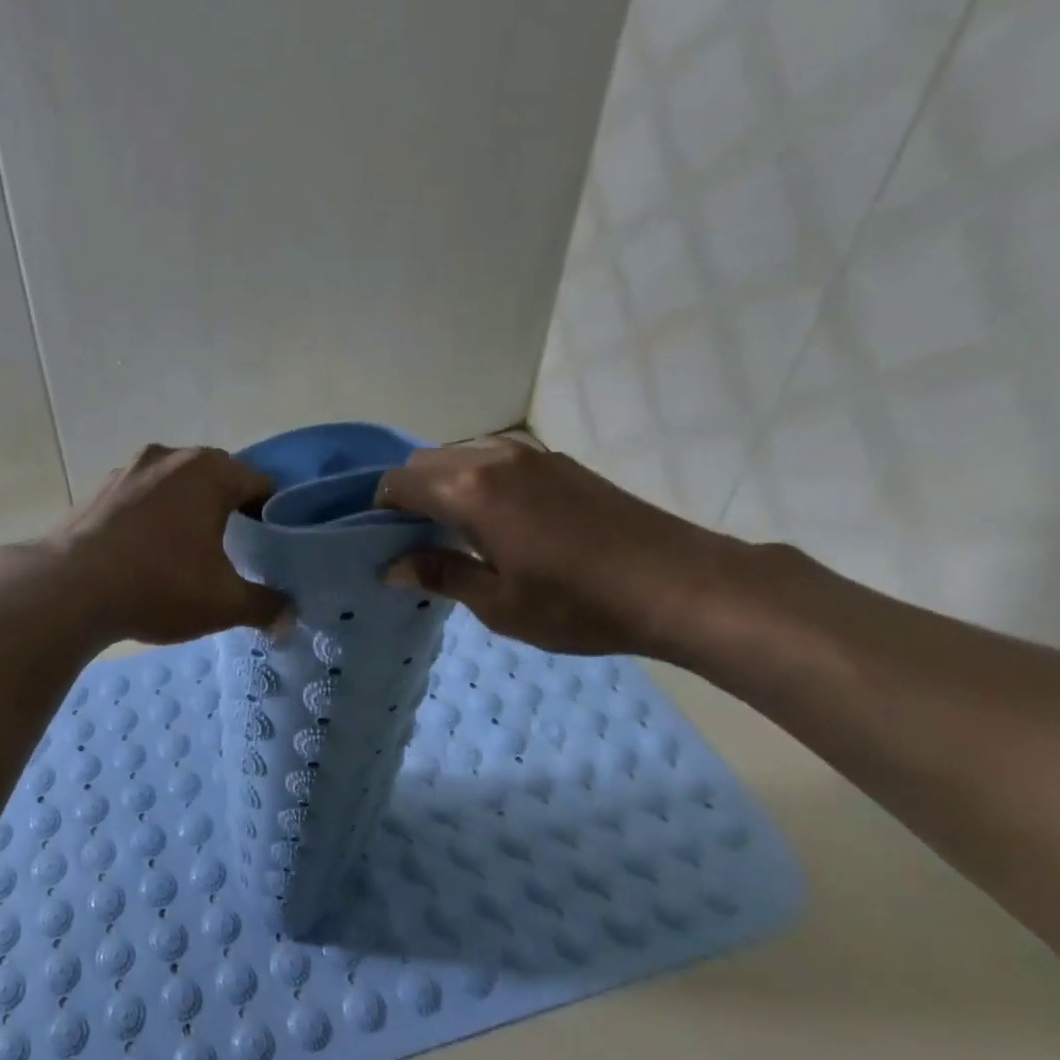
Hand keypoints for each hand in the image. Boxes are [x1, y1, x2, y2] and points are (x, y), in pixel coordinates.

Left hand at [39, 444, 289, 644]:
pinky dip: (151, 517)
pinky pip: (140, 497)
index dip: (273, 514)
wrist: (69, 588)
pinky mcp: (98, 489)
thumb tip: (289, 618)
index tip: (272, 545)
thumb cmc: (159, 585)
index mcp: (209, 471)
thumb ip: (264, 606)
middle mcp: (170, 457)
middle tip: (235, 550)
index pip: (260, 483)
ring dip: (186, 511)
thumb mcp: (223, 603)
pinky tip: (144, 553)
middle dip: (228, 510)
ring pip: (174, 485)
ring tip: (187, 552)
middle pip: (216, 478)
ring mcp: (129, 469)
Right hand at [374, 437, 743, 658]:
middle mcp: (493, 459)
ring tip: (455, 531)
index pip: (399, 482)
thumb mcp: (500, 603)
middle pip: (426, 462)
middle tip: (416, 541)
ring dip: (444, 484)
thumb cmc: (579, 603)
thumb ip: (441, 575)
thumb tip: (392, 566)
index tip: (382, 542)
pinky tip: (498, 521)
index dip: (380, 509)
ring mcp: (530, 455)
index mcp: (471, 490)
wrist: (679, 584)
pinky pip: (496, 460)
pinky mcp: (558, 462)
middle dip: (409, 494)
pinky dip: (477, 481)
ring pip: (461, 456)